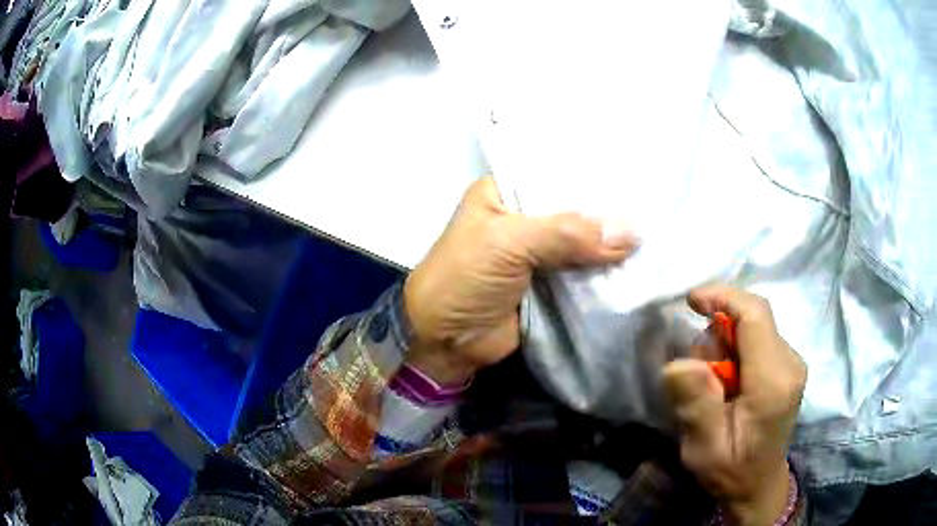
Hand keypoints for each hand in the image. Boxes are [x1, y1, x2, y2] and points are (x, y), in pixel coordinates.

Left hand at [404, 177, 638, 384]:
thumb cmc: (464, 278)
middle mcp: (524, 217)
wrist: (445, 342)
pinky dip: (606, 271)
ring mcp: (538, 253)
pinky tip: (640, 263)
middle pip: (573, 208)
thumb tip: (630, 233)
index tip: (635, 174)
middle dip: (608, 211)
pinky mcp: (550, 284)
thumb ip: (567, 234)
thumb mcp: (508, 243)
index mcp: (504, 193)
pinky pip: (583, 272)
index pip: (555, 172)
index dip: (592, 174)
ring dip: (612, 243)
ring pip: (582, 241)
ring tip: (657, 232)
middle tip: (655, 205)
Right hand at [663, 286, 806, 525]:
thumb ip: (696, 405)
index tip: (690, 300)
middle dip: (719, 334)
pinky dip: (736, 351)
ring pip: (754, 327)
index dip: (723, 297)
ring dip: (726, 345)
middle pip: (753, 319)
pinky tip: (728, 383)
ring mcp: (793, 362)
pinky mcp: (788, 365)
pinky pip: (758, 339)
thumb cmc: (731, 471)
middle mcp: (790, 363)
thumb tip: (680, 363)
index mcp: (773, 382)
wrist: (758, 486)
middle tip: (698, 375)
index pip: (755, 315)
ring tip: (713, 387)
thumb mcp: (704, 448)